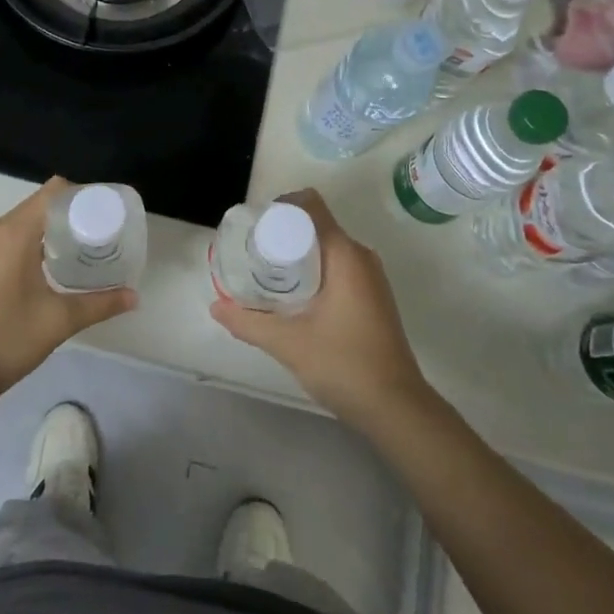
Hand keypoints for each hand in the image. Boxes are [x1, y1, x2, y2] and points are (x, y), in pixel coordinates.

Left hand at [0, 178, 135, 408]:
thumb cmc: (4, 341)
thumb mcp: (58, 322)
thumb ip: (99, 304)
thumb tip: (134, 296)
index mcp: (14, 233)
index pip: (54, 192)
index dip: (82, 196)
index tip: (105, 213)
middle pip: (38, 206)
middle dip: (69, 216)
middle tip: (97, 237)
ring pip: (19, 224)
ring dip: (46, 232)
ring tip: (74, 254)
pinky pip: (2, 241)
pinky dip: (26, 245)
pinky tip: (41, 273)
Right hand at [210, 189, 431, 430]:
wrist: (396, 408)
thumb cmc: (344, 364)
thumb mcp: (288, 343)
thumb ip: (249, 322)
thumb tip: (216, 306)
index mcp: (345, 254)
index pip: (311, 205)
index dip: (280, 207)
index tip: (255, 227)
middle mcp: (360, 256)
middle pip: (316, 225)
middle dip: (283, 233)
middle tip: (252, 253)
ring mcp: (370, 277)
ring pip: (327, 248)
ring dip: (297, 254)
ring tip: (266, 274)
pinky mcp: (371, 296)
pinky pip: (338, 266)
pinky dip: (313, 270)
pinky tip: (293, 297)